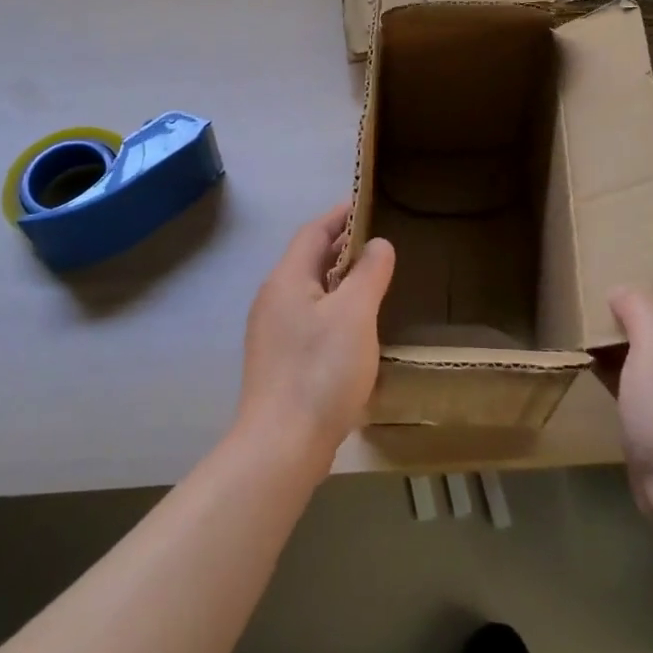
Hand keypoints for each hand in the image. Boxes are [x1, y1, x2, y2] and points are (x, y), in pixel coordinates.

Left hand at [234, 203, 394, 474]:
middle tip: (379, 245)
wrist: (281, 446)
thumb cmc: (320, 371)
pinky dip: (333, 311)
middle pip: (309, 260)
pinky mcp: (278, 362)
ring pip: (310, 293)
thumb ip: (369, 273)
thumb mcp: (355, 314)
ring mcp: (272, 333)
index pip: (314, 232)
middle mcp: (273, 299)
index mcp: (287, 279)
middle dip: (342, 248)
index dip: (340, 216)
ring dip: (339, 282)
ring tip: (373, 283)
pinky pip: (309, 320)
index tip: (367, 206)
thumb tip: (378, 244)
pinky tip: (356, 330)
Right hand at [604, 287, 652, 530]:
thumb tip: (620, 289)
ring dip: (616, 331)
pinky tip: (583, 352)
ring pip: (644, 340)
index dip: (652, 270)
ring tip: (580, 312)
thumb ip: (638, 308)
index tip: (616, 259)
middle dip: (627, 300)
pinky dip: (612, 360)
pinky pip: (633, 370)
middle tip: (590, 284)